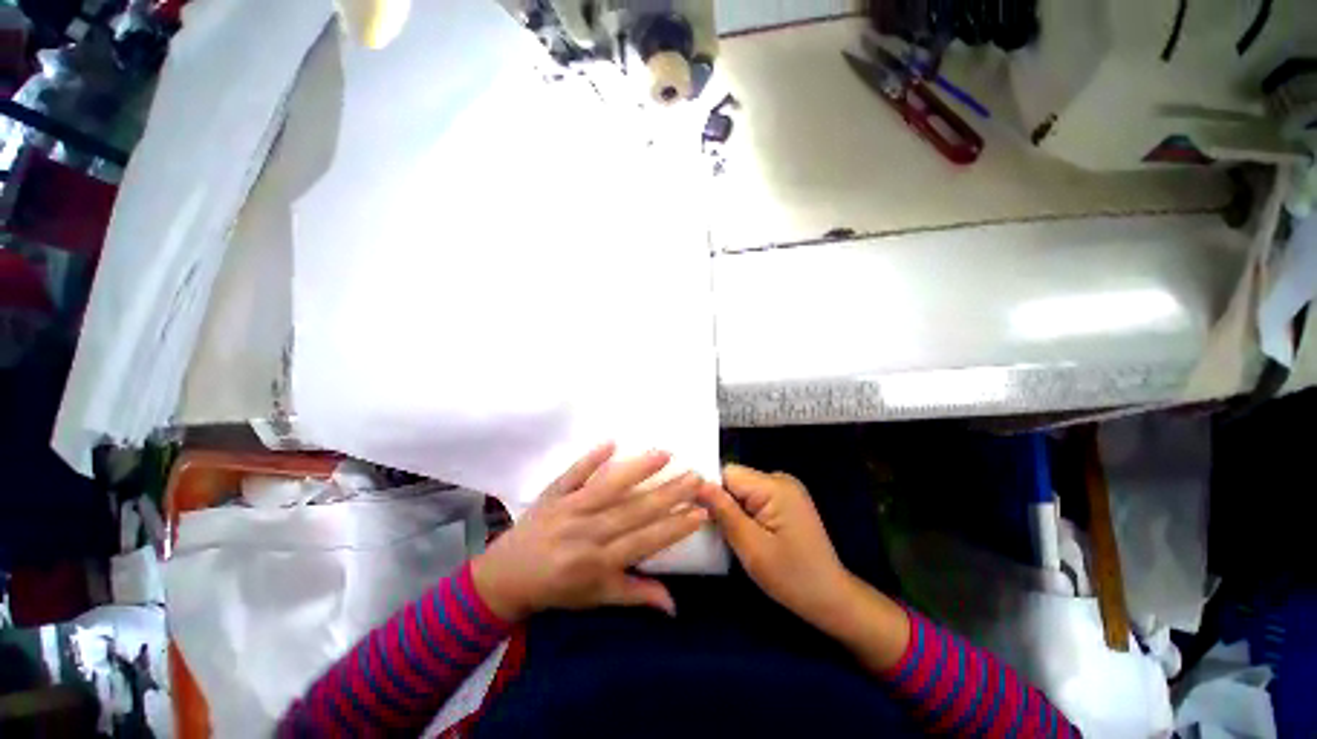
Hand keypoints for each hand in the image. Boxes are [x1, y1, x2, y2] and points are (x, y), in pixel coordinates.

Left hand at [472, 445, 707, 621]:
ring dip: (638, 470)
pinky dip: (591, 458)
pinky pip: (574, 473)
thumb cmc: (557, 589)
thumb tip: (675, 606)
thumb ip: (635, 595)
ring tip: (666, 454)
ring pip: (609, 487)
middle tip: (695, 477)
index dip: (676, 526)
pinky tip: (611, 442)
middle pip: (635, 510)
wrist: (505, 577)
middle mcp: (588, 532)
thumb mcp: (597, 598)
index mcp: (600, 562)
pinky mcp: (554, 493)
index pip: (647, 540)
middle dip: (669, 493)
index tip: (701, 510)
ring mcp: (570, 509)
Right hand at [698, 465, 850, 628]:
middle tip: (720, 531)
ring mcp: (786, 489)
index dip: (711, 491)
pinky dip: (746, 512)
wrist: (831, 598)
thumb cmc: (791, 576)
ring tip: (735, 535)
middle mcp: (781, 479)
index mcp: (774, 486)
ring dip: (734, 508)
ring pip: (743, 489)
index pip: (728, 473)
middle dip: (723, 502)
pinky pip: (755, 496)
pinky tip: (749, 532)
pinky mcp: (787, 500)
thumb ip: (724, 511)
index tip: (702, 515)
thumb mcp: (751, 547)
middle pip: (736, 479)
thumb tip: (697, 483)